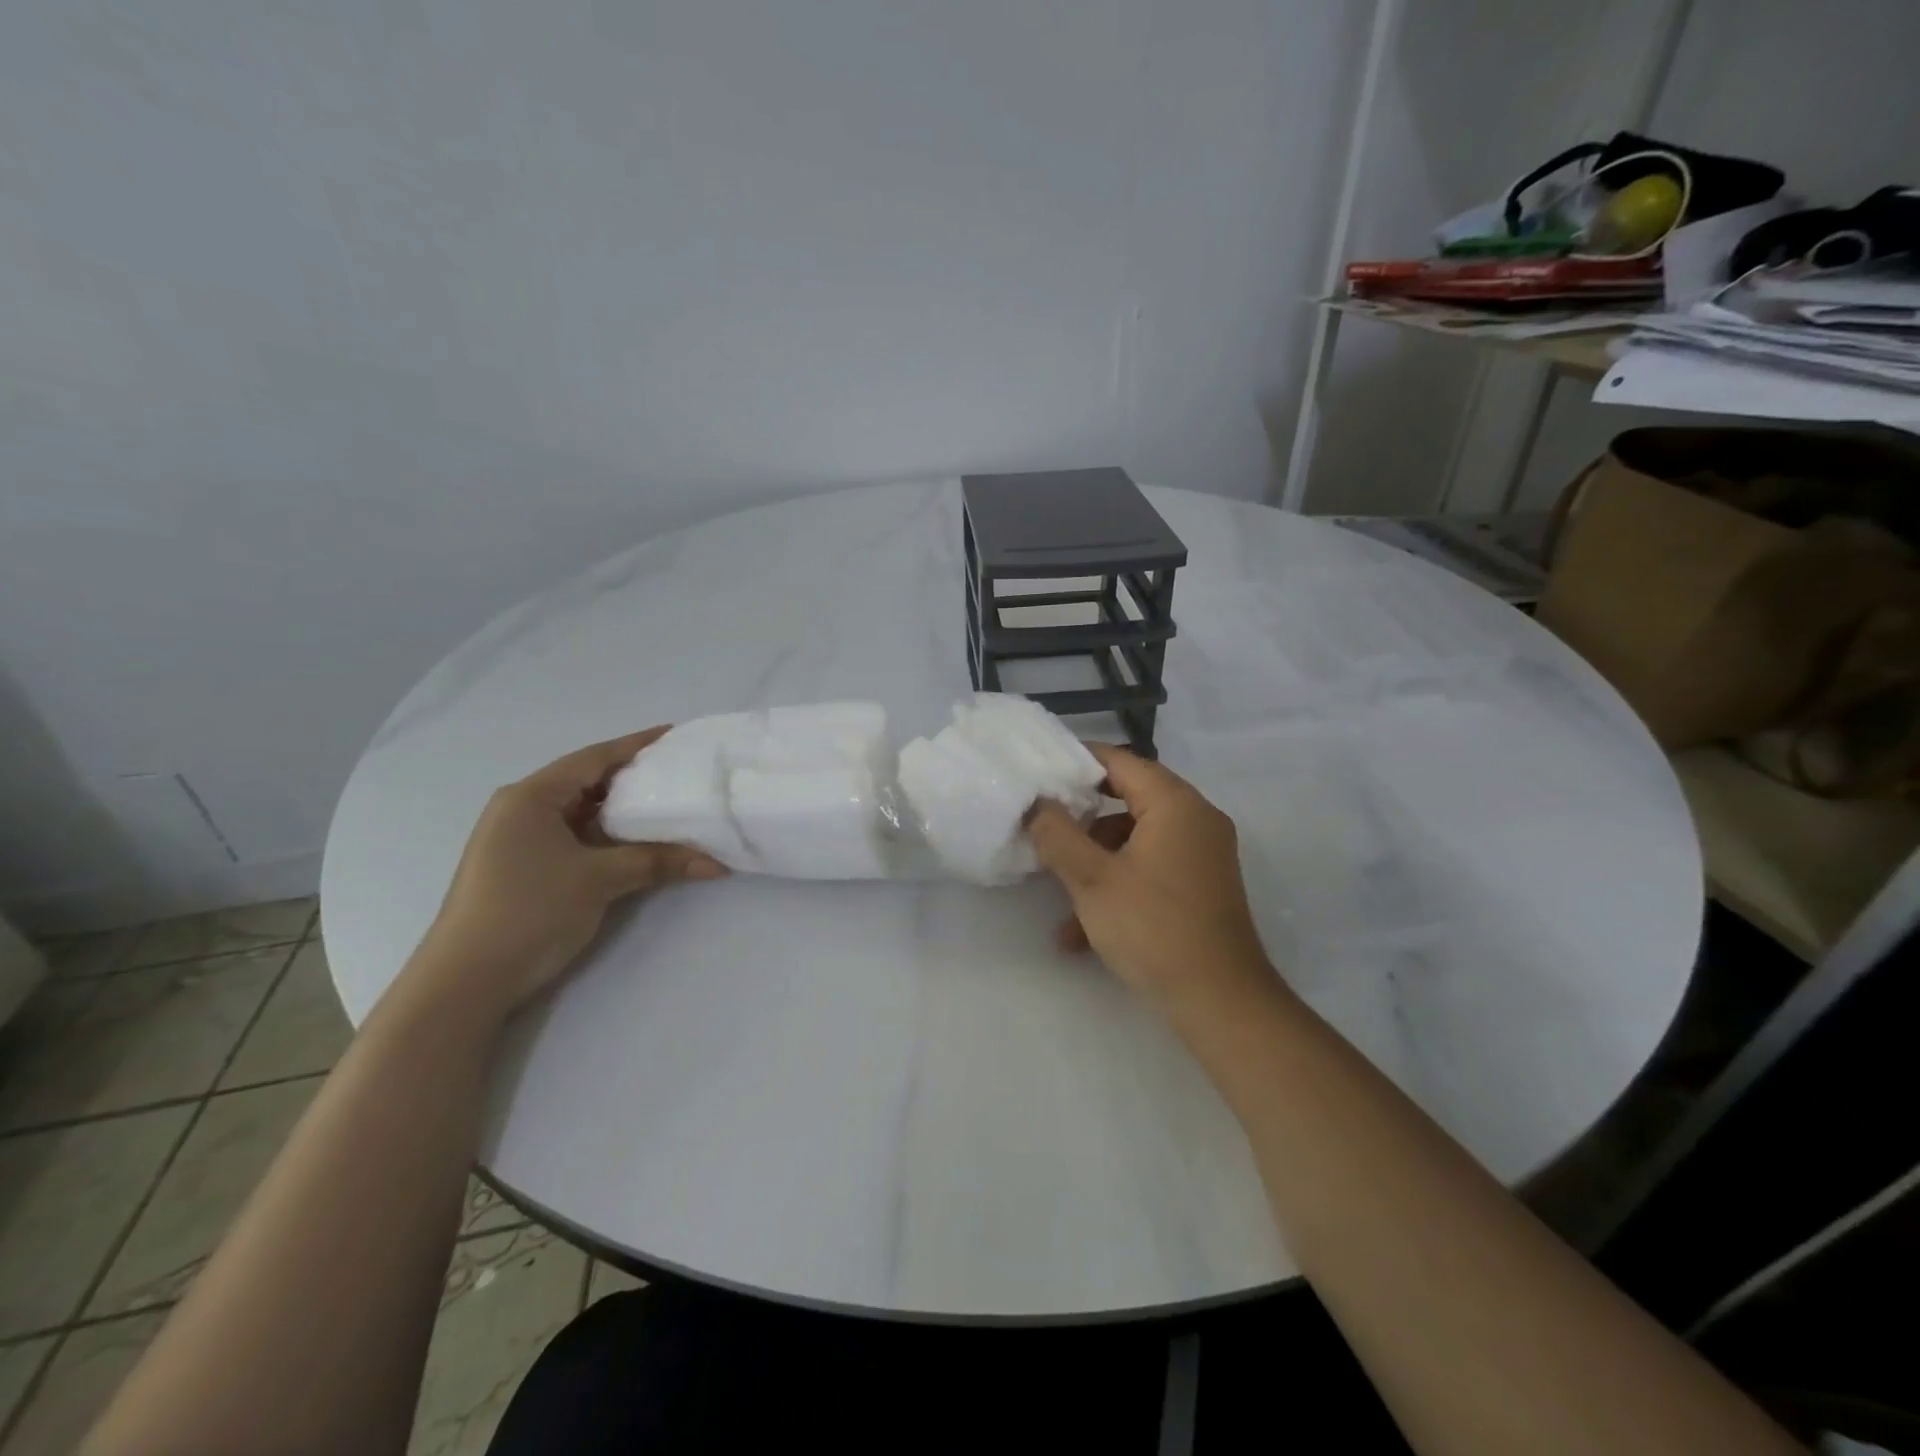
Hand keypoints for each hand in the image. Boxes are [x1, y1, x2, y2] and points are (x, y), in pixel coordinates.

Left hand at [402, 728, 727, 1016]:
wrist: (466, 982)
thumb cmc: (530, 911)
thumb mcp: (600, 879)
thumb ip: (658, 861)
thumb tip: (717, 863)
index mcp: (531, 797)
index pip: (593, 758)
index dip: (636, 745)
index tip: (675, 734)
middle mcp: (522, 809)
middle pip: (588, 782)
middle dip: (633, 778)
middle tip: (680, 773)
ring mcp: (521, 840)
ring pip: (583, 813)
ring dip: (622, 812)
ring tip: (669, 805)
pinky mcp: (526, 868)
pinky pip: (576, 838)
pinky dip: (608, 837)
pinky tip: (638, 842)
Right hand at [1026, 744, 1277, 1015]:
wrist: (1220, 1003)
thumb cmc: (1153, 929)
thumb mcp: (1092, 880)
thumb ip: (1057, 834)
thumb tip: (1037, 804)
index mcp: (1176, 805)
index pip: (1121, 761)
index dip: (1078, 761)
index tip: (1041, 771)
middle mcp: (1196, 820)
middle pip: (1128, 801)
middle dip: (1082, 822)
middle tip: (1043, 830)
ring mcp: (1202, 855)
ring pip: (1134, 842)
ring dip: (1094, 866)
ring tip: (1060, 904)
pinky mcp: (1201, 887)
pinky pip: (1151, 869)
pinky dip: (1118, 887)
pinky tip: (1083, 934)